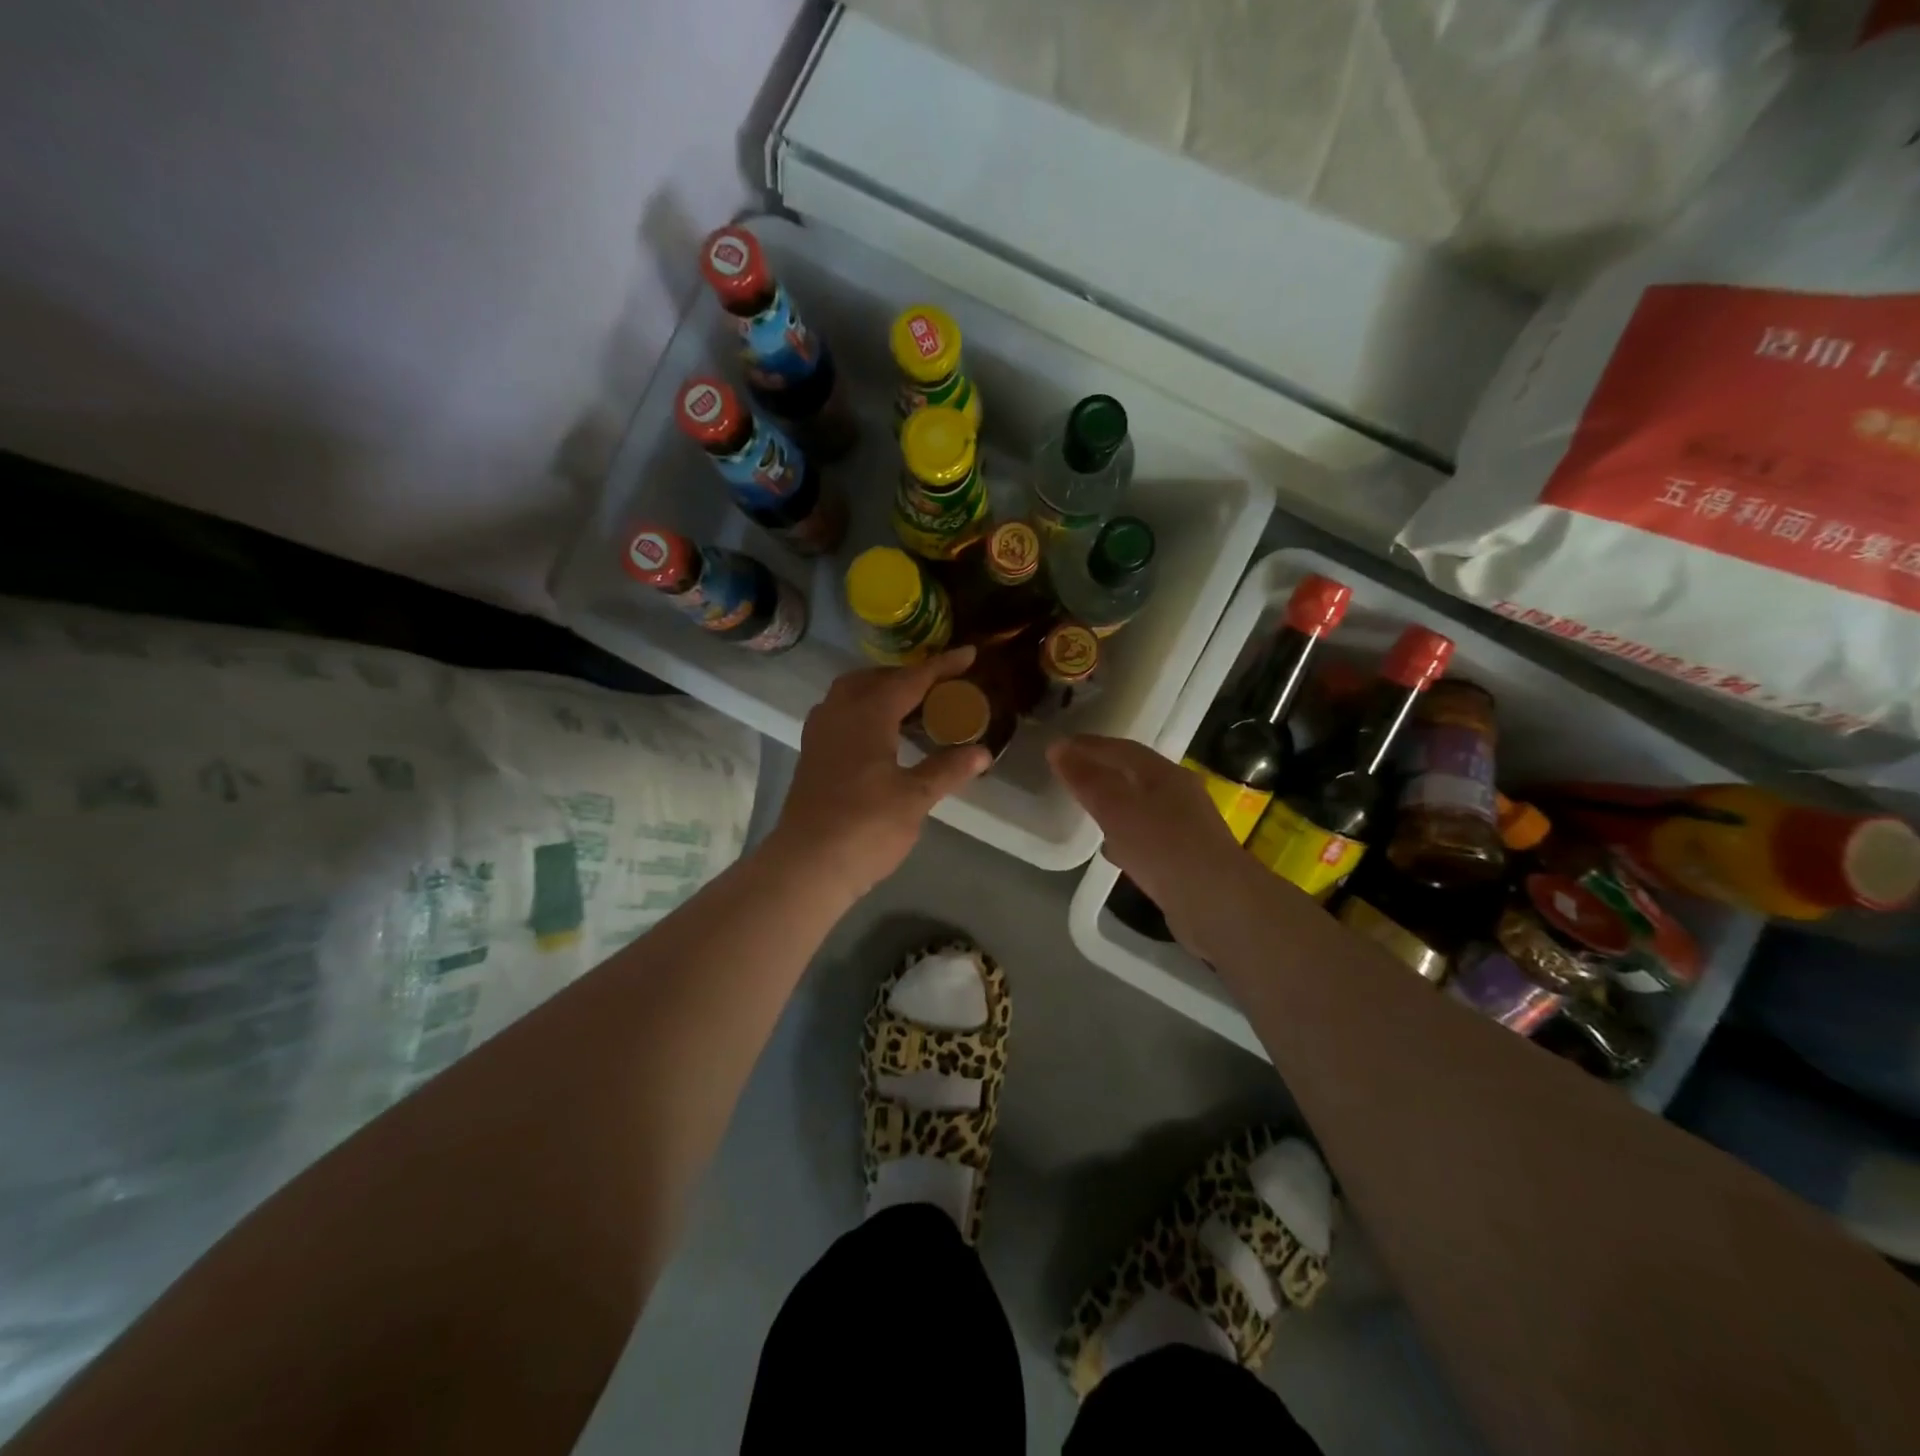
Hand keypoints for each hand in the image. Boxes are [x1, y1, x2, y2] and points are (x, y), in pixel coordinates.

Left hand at [769, 648, 992, 900]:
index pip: (911, 679)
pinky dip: (865, 710)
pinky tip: (881, 733)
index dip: (942, 666)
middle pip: (875, 678)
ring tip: (912, 706)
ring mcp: (820, 733)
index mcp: (868, 714)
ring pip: (851, 693)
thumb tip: (982, 751)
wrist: (808, 864)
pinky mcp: (812, 754)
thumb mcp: (915, 798)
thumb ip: (948, 769)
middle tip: (939, 686)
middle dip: (908, 675)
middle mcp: (839, 713)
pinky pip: (841, 713)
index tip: (969, 654)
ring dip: (882, 690)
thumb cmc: (866, 827)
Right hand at [1047, 734, 1255, 942]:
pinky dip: (1125, 835)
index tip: (1058, 748)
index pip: (1122, 749)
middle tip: (1069, 776)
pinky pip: (1147, 837)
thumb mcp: (1117, 809)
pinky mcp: (1185, 859)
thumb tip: (1058, 748)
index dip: (1089, 746)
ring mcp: (1185, 828)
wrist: (1217, 905)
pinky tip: (1112, 850)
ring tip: (1086, 810)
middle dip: (1102, 772)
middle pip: (1134, 775)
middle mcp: (1179, 795)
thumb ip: (1087, 780)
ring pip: (1141, 806)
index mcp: (1166, 775)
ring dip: (1114, 804)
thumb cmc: (1163, 847)